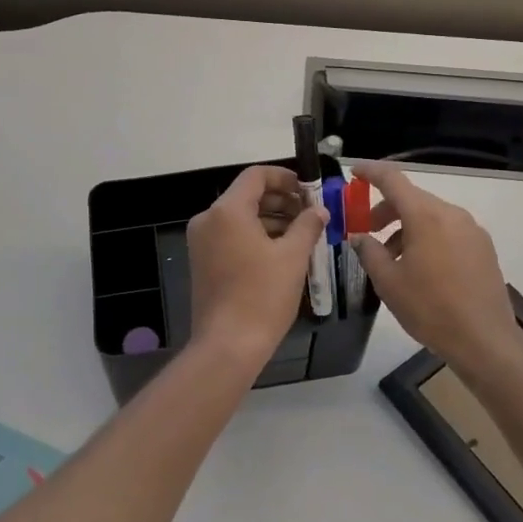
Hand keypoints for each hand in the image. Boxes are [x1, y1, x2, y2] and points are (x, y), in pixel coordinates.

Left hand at [186, 165, 327, 363]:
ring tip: (303, 233)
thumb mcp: (292, 257)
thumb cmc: (262, 296)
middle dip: (281, 200)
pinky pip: (231, 235)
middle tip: (311, 213)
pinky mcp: (203, 261)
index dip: (285, 177)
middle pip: (247, 195)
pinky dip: (256, 236)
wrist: (228, 345)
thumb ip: (308, 225)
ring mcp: (202, 241)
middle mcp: (208, 219)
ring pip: (240, 217)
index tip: (309, 190)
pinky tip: (282, 251)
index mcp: (227, 210)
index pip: (256, 176)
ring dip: (271, 219)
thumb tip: (320, 210)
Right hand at [351, 163, 522, 375]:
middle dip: (386, 209)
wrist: (485, 340)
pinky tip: (421, 268)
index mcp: (425, 216)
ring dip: (407, 227)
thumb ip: (369, 251)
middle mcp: (451, 214)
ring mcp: (471, 230)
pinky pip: (448, 230)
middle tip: (367, 231)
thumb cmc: (430, 308)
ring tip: (392, 258)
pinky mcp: (483, 247)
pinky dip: (428, 237)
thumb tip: (359, 237)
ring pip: (431, 216)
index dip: (371, 172)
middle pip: (412, 198)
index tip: (354, 174)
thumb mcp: (388, 282)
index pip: (393, 179)